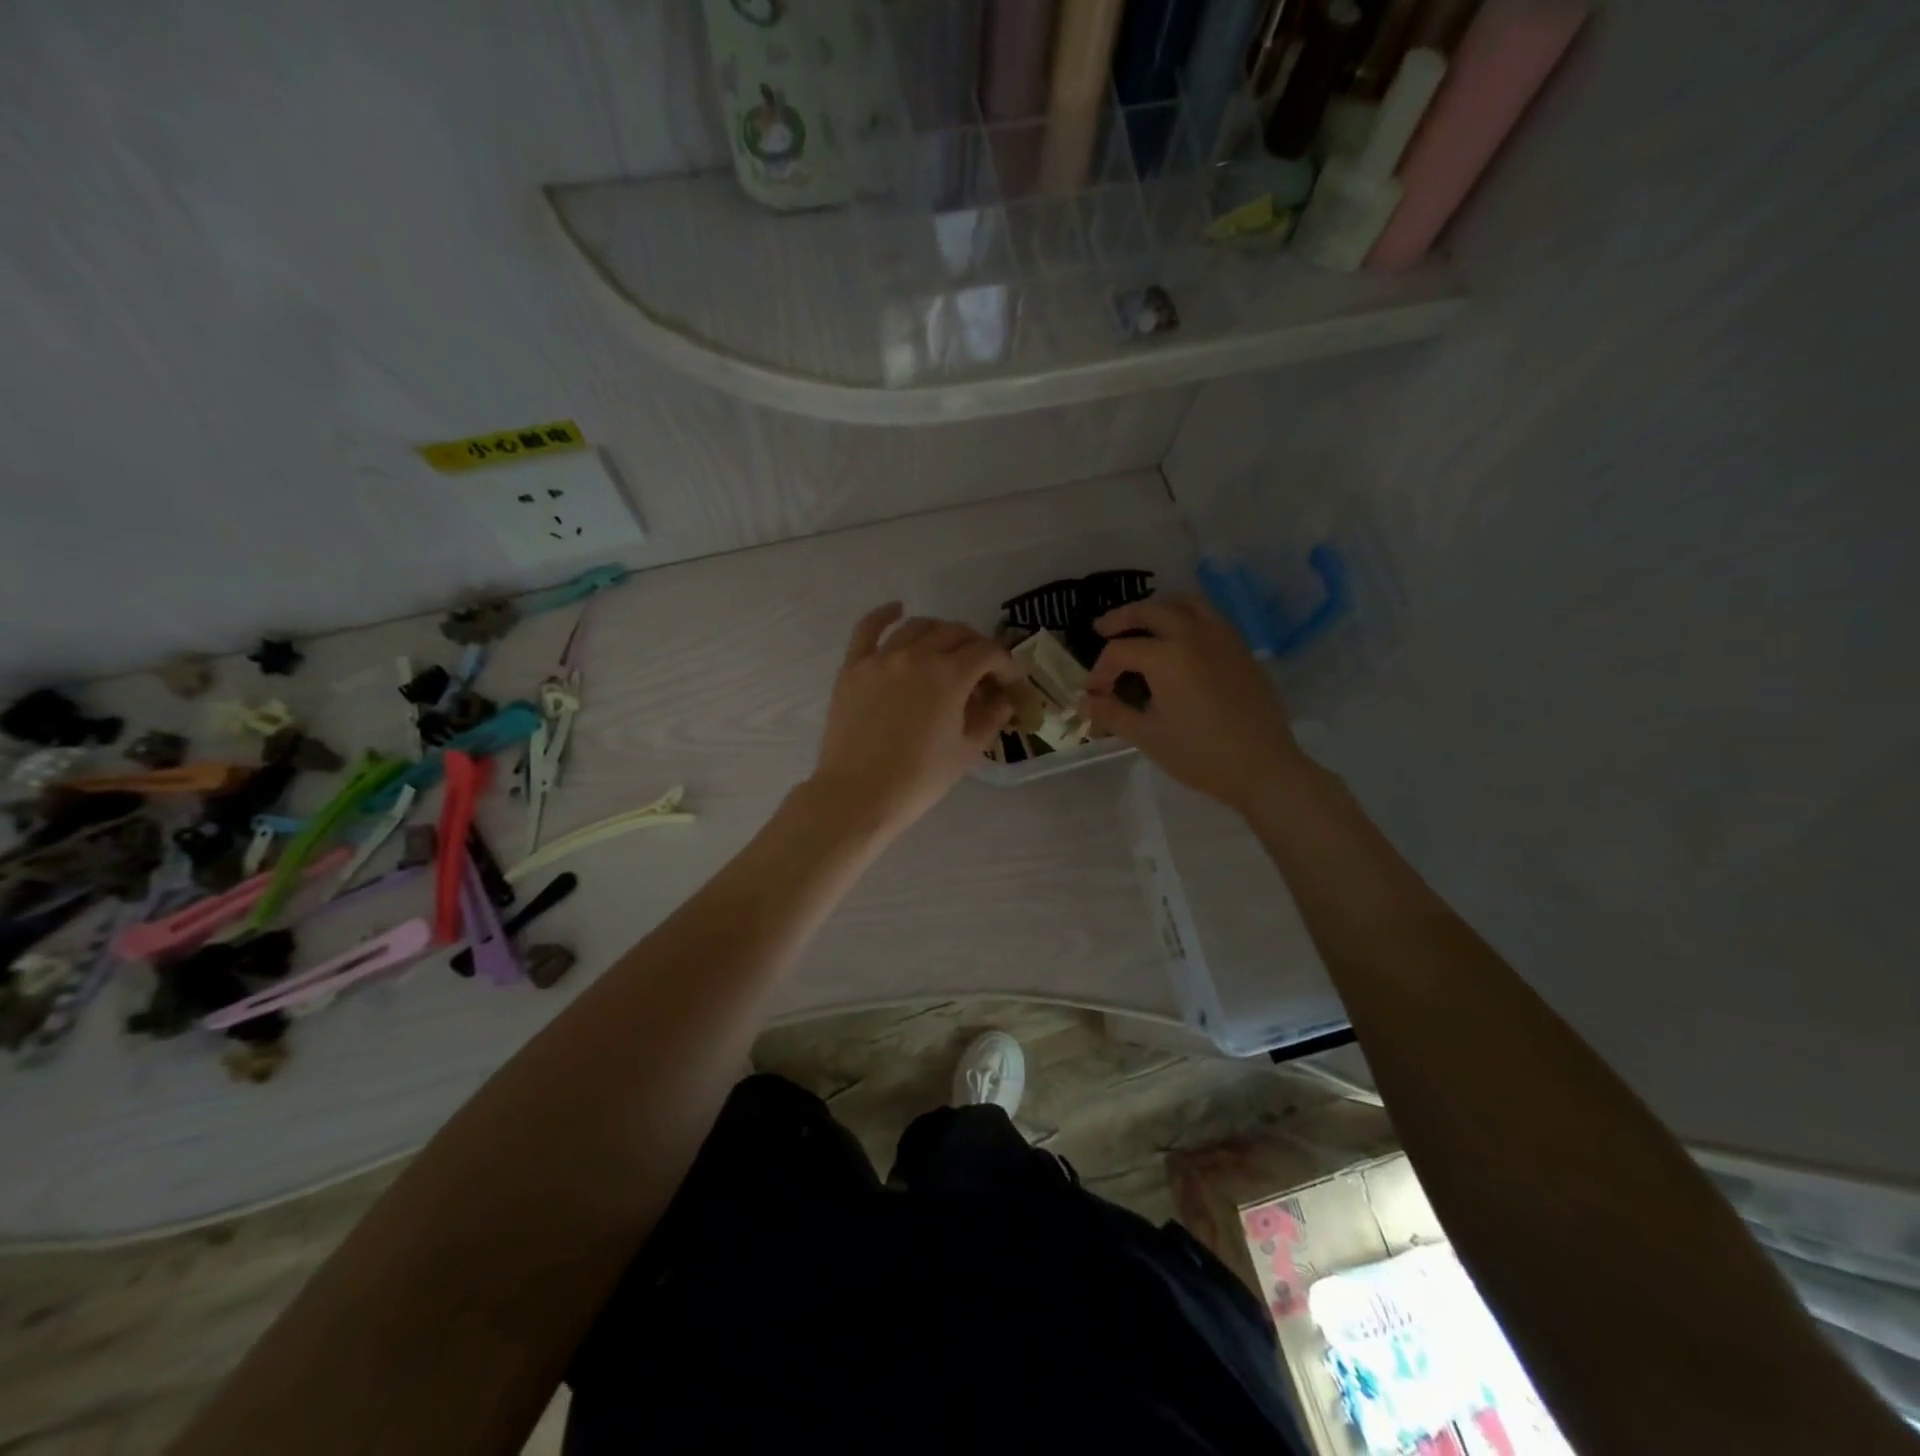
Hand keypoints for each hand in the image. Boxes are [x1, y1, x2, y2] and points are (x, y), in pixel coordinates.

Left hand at [810, 603, 1017, 835]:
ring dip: (941, 632)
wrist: (858, 795)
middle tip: (982, 671)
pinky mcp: (853, 667)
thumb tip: (1005, 701)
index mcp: (949, 676)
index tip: (1009, 682)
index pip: (987, 652)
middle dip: (977, 647)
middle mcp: (917, 655)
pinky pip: (868, 628)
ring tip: (948, 649)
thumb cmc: (918, 779)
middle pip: (956, 633)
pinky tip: (898, 609)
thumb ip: (990, 718)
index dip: (1005, 664)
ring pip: (918, 626)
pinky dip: (885, 614)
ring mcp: (881, 658)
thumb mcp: (965, 752)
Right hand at [1083, 594, 1307, 812]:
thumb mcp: (1148, 736)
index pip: (1121, 651)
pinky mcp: (1241, 649)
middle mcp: (1193, 635)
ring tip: (1143, 620)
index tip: (1094, 694)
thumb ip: (1113, 714)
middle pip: (1151, 611)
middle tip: (1102, 629)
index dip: (1100, 671)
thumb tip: (1084, 704)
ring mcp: (1222, 638)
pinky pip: (1209, 616)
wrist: (1262, 767)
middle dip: (1122, 618)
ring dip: (1158, 606)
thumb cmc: (1200, 755)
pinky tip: (1180, 637)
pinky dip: (1187, 615)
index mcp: (1166, 657)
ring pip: (1185, 603)